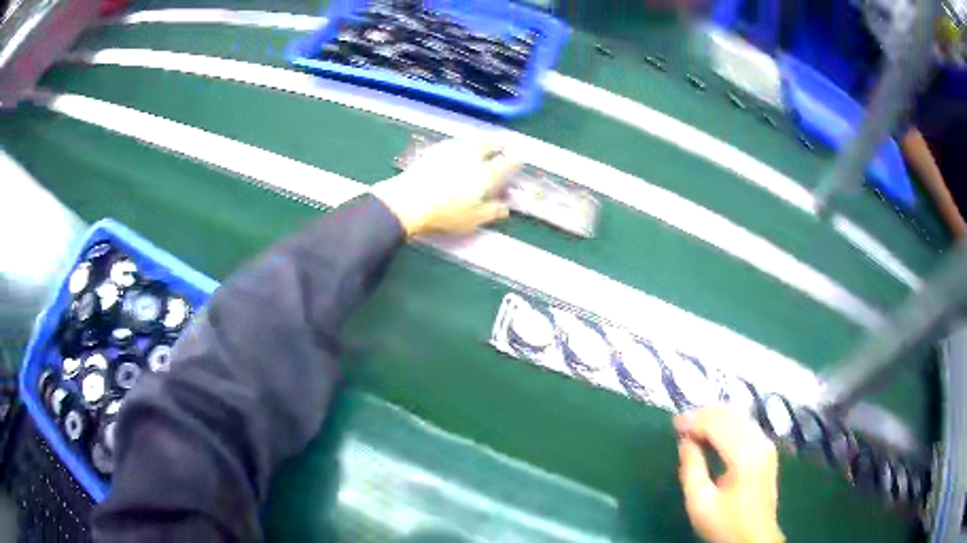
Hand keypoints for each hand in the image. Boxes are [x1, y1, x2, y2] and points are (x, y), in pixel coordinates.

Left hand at [371, 139, 519, 237]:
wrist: (408, 201)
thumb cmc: (444, 214)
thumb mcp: (473, 220)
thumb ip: (492, 211)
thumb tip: (506, 207)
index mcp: (485, 174)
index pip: (506, 162)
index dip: (515, 159)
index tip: (519, 157)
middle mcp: (472, 156)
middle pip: (489, 143)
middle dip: (499, 142)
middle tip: (504, 144)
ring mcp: (451, 150)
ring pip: (472, 140)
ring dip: (481, 140)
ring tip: (484, 143)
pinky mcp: (434, 150)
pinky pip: (455, 143)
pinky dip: (463, 144)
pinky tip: (460, 149)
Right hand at [675, 407, 783, 542]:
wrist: (754, 538)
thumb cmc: (725, 524)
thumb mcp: (700, 503)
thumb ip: (691, 469)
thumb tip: (685, 441)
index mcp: (745, 457)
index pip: (720, 424)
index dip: (696, 420)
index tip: (674, 424)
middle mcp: (760, 443)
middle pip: (732, 415)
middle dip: (705, 415)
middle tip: (682, 424)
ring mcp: (767, 444)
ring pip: (741, 416)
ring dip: (716, 417)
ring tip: (694, 426)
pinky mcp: (768, 449)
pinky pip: (747, 424)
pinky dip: (727, 423)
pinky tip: (714, 432)